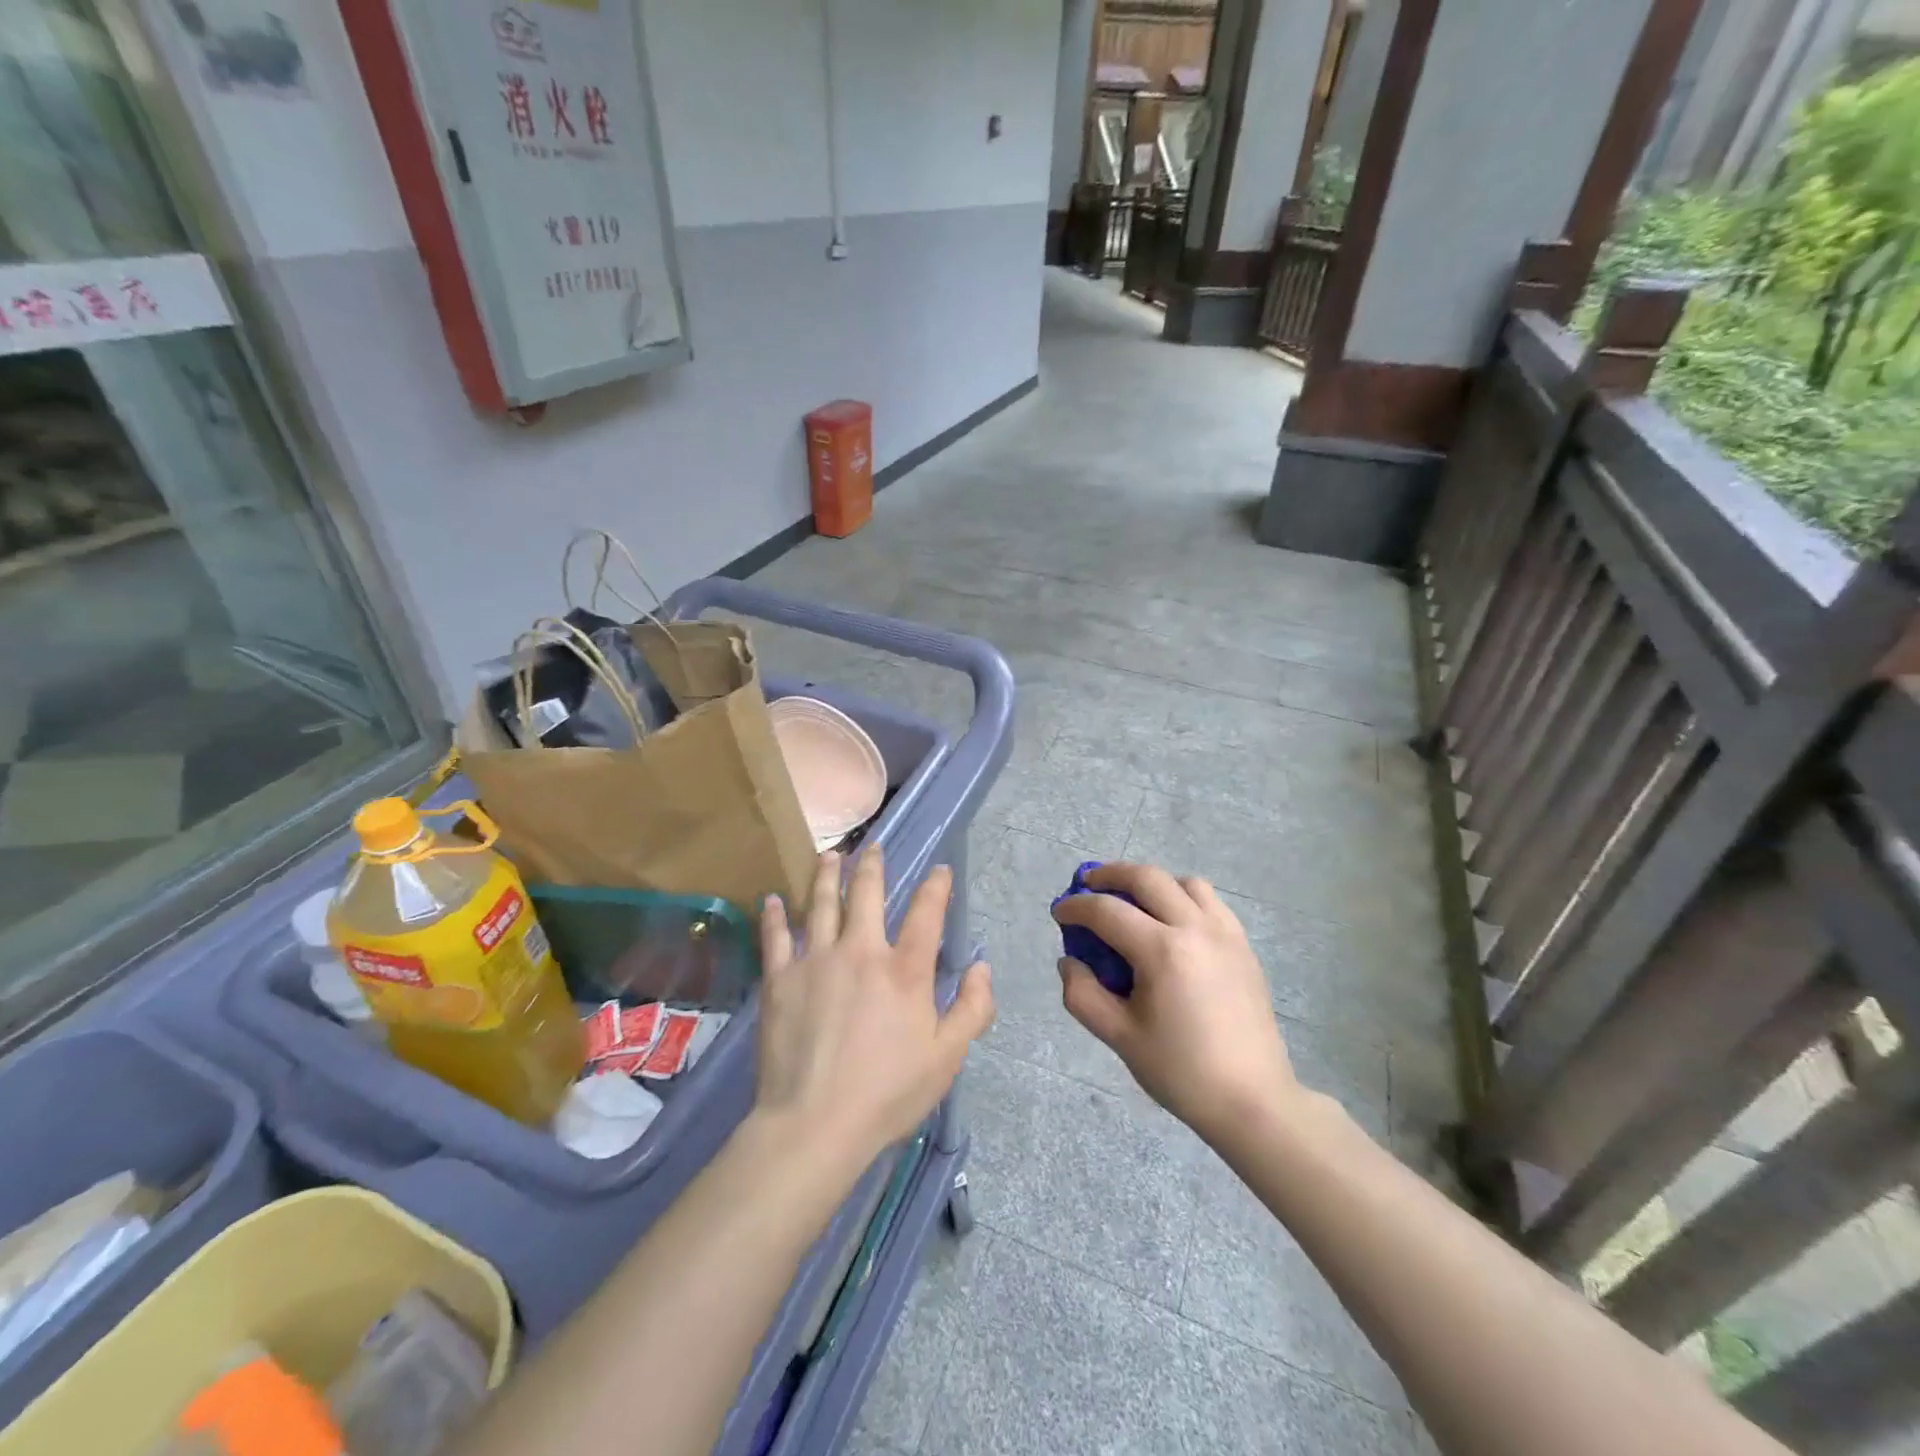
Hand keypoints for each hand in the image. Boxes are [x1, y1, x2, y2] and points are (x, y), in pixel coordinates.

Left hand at [756, 849, 993, 1169]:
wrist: (815, 1123)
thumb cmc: (887, 1093)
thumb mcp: (947, 1058)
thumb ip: (971, 1009)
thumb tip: (982, 967)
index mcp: (905, 970)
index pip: (926, 913)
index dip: (936, 886)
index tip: (939, 870)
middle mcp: (861, 951)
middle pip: (867, 894)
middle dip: (872, 866)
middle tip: (872, 847)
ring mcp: (816, 960)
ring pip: (822, 904)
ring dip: (826, 875)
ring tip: (829, 855)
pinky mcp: (779, 979)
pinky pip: (776, 936)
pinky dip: (775, 915)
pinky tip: (772, 899)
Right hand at [1052, 862, 1301, 1143]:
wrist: (1253, 1100)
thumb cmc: (1182, 1072)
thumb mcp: (1120, 1037)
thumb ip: (1083, 995)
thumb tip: (1069, 962)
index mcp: (1163, 952)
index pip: (1107, 911)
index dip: (1076, 907)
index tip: (1059, 912)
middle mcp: (1195, 928)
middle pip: (1146, 878)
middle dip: (1110, 874)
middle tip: (1087, 884)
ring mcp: (1225, 933)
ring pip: (1183, 882)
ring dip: (1151, 883)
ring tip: (1133, 902)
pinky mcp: (1243, 945)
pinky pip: (1209, 902)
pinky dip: (1183, 897)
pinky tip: (1172, 924)